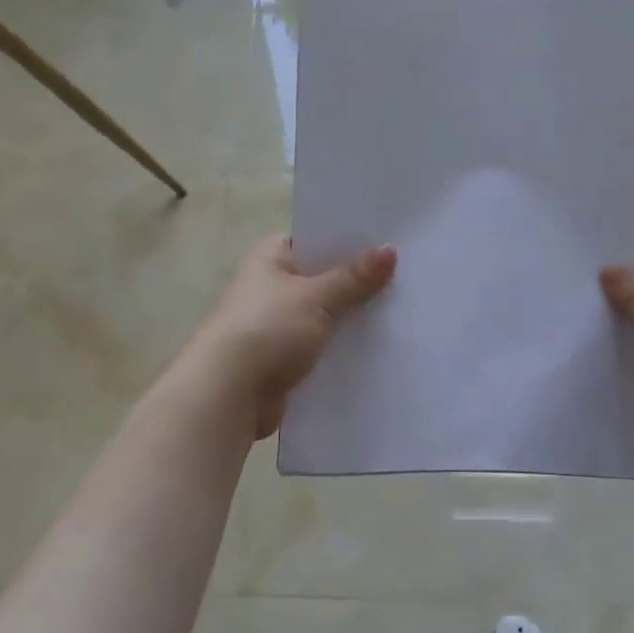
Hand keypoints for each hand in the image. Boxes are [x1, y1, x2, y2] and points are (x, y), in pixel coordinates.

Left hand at [182, 235, 396, 439]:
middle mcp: (269, 287)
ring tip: (400, 312)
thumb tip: (390, 249)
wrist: (228, 394)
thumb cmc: (267, 329)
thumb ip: (354, 277)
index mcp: (269, 258)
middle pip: (321, 279)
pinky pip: (319, 347)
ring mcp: (274, 325)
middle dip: (356, 282)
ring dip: (350, 319)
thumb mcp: (316, 297)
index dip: (348, 240)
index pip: (313, 239)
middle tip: (405, 277)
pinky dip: (340, 349)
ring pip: (323, 316)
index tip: (388, 242)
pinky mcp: (281, 360)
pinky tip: (377, 349)